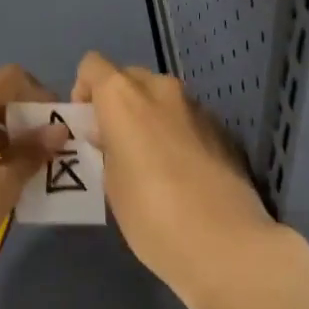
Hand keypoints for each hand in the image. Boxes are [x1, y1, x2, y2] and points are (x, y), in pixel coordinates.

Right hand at [73, 52, 305, 308]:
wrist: (224, 243)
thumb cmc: (150, 215)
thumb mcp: (110, 184)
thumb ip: (105, 148)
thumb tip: (107, 135)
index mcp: (124, 97)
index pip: (93, 65)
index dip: (83, 90)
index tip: (87, 126)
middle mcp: (160, 89)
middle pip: (129, 77)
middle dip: (117, 102)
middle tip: (114, 143)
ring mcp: (196, 106)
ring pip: (161, 97)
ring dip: (148, 116)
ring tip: (148, 161)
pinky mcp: (221, 128)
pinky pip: (186, 118)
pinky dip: (175, 132)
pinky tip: (180, 173)